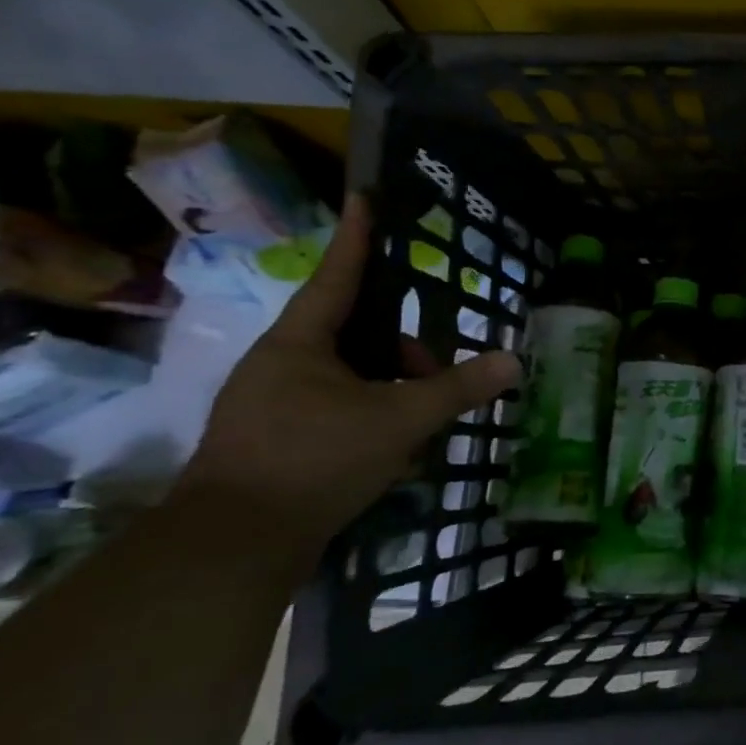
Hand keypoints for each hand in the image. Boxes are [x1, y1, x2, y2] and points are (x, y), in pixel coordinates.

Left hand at [173, 194, 521, 573]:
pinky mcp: (273, 439)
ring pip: (347, 373)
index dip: (360, 238)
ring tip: (420, 421)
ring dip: (390, 387)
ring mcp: (271, 402)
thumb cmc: (315, 460)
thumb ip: (457, 389)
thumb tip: (513, 361)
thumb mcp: (400, 420)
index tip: (368, 198)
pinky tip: (394, 447)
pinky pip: (335, 405)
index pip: (339, 276)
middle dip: (402, 348)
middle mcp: (280, 363)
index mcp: (301, 343)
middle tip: (436, 373)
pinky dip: (370, 413)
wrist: (232, 546)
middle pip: (353, 331)